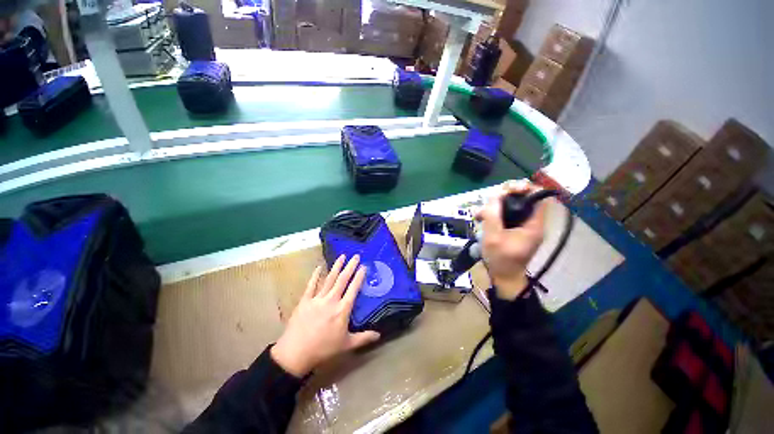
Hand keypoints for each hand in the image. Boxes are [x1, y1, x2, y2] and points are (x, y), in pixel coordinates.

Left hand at [271, 255, 380, 377]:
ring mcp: (317, 298)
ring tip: (342, 256)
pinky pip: (311, 285)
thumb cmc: (323, 349)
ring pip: (329, 279)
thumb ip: (364, 338)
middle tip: (355, 256)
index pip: (353, 289)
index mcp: (342, 309)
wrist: (295, 353)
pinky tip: (319, 267)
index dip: (359, 276)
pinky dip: (315, 275)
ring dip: (336, 267)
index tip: (364, 266)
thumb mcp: (347, 345)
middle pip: (342, 279)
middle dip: (350, 266)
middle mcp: (331, 300)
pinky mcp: (305, 300)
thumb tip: (379, 335)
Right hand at [475, 180, 547, 299]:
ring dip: (494, 206)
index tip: (508, 189)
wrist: (503, 277)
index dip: (525, 188)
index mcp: (533, 224)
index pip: (538, 196)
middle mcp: (531, 222)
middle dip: (504, 196)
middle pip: (522, 198)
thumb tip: (494, 196)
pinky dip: (493, 214)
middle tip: (488, 202)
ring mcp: (522, 226)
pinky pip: (505, 215)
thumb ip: (493, 215)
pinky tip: (481, 219)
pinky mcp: (514, 229)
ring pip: (511, 206)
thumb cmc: (500, 259)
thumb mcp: (493, 237)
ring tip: (479, 214)